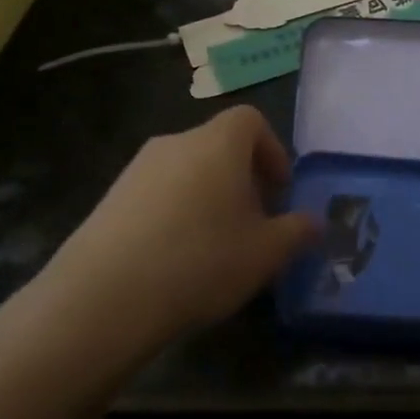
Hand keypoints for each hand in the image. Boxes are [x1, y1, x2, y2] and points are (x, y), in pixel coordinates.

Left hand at [29, 108, 317, 365]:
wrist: (104, 297)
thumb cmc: (201, 262)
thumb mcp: (266, 253)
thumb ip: (298, 231)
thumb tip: (315, 223)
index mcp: (218, 144)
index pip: (251, 120)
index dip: (272, 150)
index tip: (279, 191)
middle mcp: (176, 143)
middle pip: (219, 145)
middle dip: (243, 179)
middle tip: (254, 223)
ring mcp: (137, 169)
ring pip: (188, 170)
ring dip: (209, 196)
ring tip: (216, 245)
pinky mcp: (109, 198)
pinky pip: (157, 193)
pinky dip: (176, 212)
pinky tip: (176, 258)